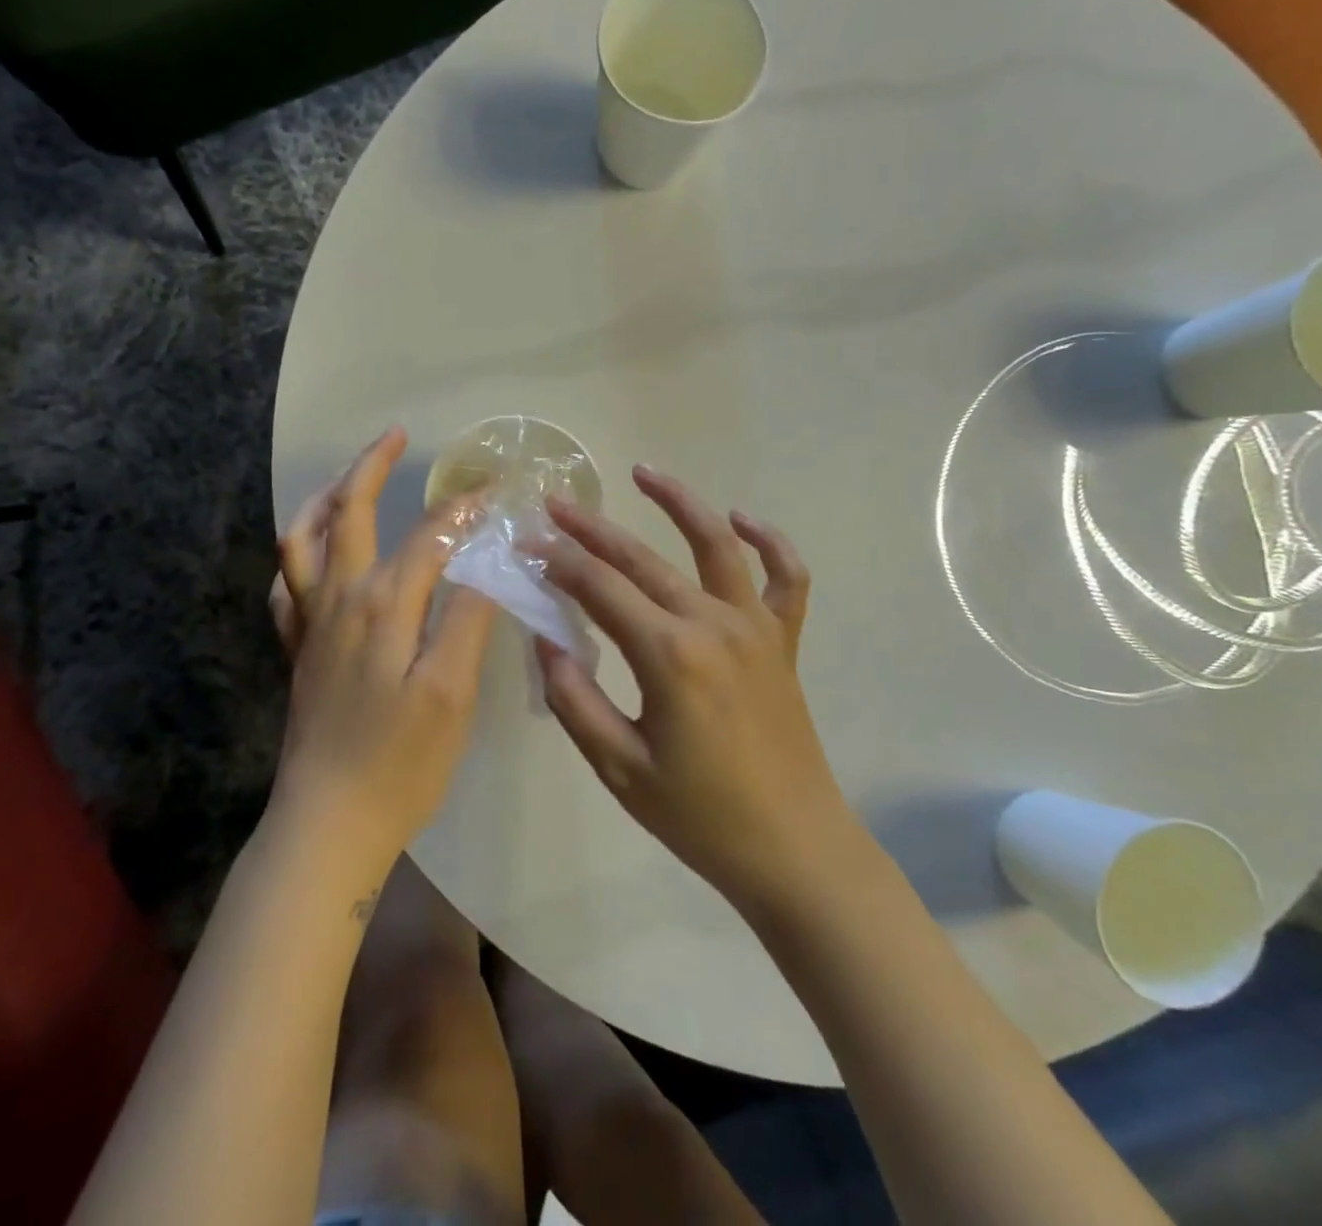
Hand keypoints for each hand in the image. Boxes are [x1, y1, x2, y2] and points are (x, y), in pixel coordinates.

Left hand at [269, 428, 496, 876]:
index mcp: (382, 606)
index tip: (493, 491)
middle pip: (349, 515)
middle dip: (370, 468)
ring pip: (302, 542)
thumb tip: (484, 568)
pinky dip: (298, 557)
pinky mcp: (298, 652)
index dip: (462, 510)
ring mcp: (310, 626)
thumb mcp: (451, 695)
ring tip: (346, 481)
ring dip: (323, 501)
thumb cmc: (400, 764)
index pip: (427, 537)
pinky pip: (286, 587)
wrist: (328, 823)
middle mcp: (338, 601)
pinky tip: (313, 556)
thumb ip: (467, 623)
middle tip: (394, 436)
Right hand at [535, 466, 847, 911]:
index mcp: (669, 655)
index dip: (558, 562)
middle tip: (556, 504)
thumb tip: (547, 642)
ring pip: (717, 545)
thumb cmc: (700, 816)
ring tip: (644, 472)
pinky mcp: (783, 642)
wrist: (794, 848)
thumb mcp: (619, 768)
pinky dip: (769, 542)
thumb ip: (575, 700)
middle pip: (643, 560)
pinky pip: (786, 578)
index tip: (527, 543)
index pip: (600, 589)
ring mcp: (756, 627)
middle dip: (594, 529)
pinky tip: (741, 519)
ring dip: (680, 503)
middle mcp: (714, 624)